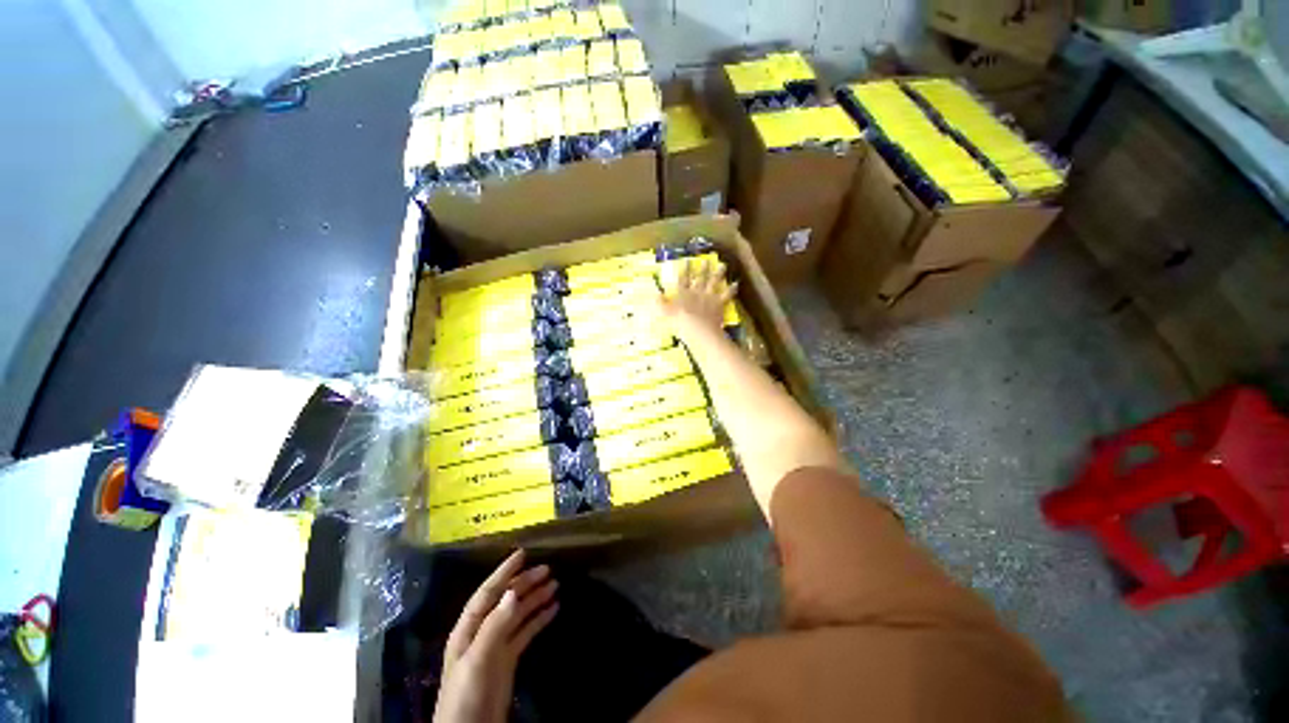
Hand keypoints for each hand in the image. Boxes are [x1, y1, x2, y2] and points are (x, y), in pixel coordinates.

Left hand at [433, 550, 558, 722]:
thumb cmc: (466, 694)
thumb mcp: (478, 658)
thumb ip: (495, 624)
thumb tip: (513, 590)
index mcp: (468, 628)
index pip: (487, 592)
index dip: (504, 572)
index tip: (523, 553)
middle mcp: (482, 632)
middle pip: (505, 600)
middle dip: (525, 583)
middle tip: (548, 568)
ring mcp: (496, 646)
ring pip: (518, 614)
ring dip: (535, 598)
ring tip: (555, 584)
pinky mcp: (508, 660)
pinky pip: (526, 632)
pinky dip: (539, 618)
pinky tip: (553, 608)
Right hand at [656, 258, 737, 342]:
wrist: (697, 329)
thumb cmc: (679, 323)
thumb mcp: (665, 313)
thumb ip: (660, 303)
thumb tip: (654, 294)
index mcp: (683, 293)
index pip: (682, 279)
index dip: (685, 269)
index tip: (687, 260)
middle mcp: (696, 292)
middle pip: (700, 278)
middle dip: (703, 268)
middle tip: (706, 260)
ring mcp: (709, 297)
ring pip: (714, 283)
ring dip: (718, 274)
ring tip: (722, 265)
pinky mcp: (719, 304)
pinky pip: (726, 295)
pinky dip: (731, 289)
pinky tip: (736, 284)